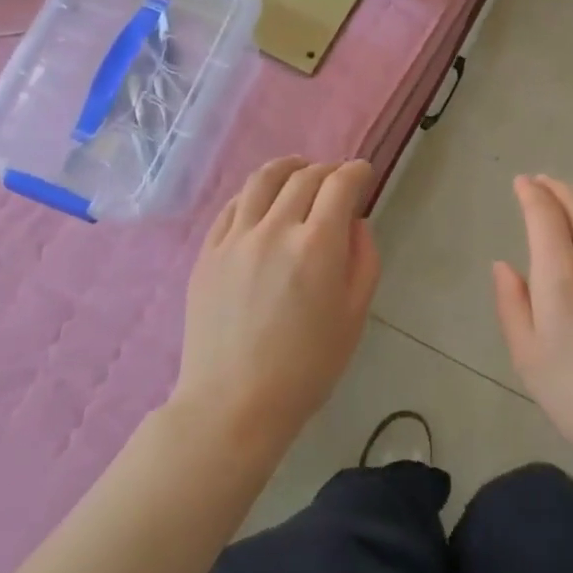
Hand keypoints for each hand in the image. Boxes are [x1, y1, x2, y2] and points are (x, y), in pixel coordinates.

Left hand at [174, 158, 379, 453]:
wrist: (233, 404)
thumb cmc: (306, 367)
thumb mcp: (354, 315)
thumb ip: (363, 259)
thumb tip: (355, 223)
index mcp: (317, 245)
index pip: (340, 184)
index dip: (356, 171)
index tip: (364, 172)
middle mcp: (275, 229)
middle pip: (304, 177)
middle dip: (327, 170)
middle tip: (337, 179)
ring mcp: (235, 238)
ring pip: (263, 180)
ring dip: (288, 167)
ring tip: (298, 170)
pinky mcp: (208, 252)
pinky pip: (233, 205)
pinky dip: (254, 193)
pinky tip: (262, 200)